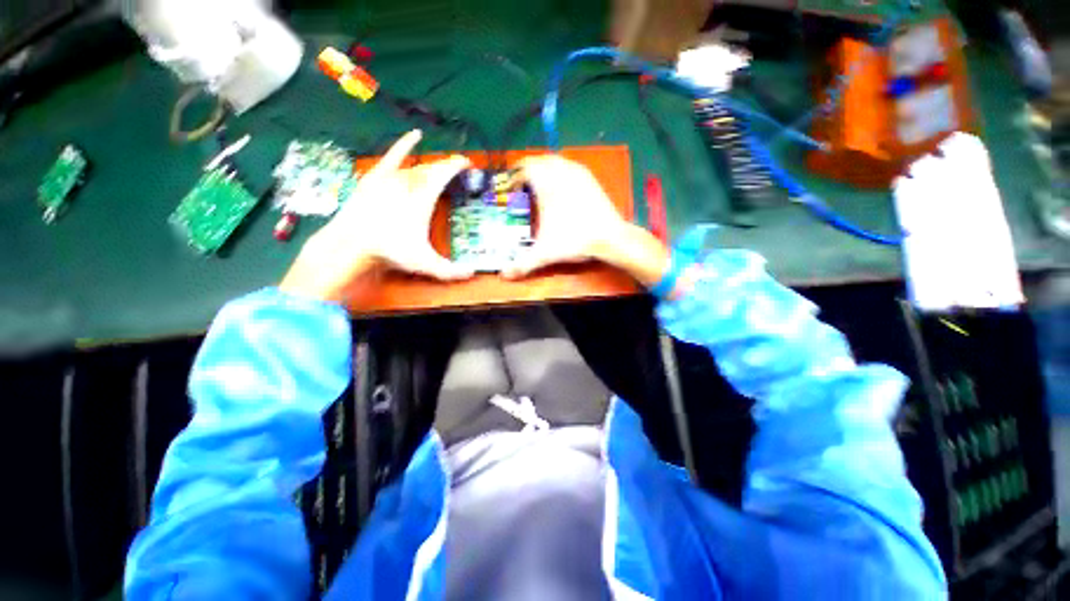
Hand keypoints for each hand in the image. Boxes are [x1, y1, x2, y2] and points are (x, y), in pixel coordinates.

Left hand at [280, 130, 473, 302]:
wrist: (351, 242)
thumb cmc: (390, 250)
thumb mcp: (425, 263)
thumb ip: (450, 271)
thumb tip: (472, 274)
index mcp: (424, 197)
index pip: (445, 173)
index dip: (457, 165)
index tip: (468, 163)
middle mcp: (409, 182)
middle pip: (433, 169)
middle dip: (447, 168)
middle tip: (457, 170)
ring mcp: (391, 178)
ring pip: (417, 168)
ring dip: (431, 169)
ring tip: (440, 172)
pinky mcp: (376, 177)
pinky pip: (394, 156)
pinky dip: (405, 145)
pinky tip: (415, 135)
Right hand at [502, 155, 670, 287]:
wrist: (610, 237)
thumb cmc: (574, 239)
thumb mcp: (544, 253)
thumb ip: (523, 264)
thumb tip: (503, 275)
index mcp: (546, 184)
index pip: (524, 168)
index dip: (514, 176)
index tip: (511, 190)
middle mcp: (560, 172)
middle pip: (538, 161)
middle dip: (527, 171)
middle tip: (522, 186)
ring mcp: (577, 173)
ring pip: (555, 160)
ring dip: (543, 168)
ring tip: (539, 184)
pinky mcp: (590, 178)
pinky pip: (570, 165)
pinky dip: (560, 170)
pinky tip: (560, 185)